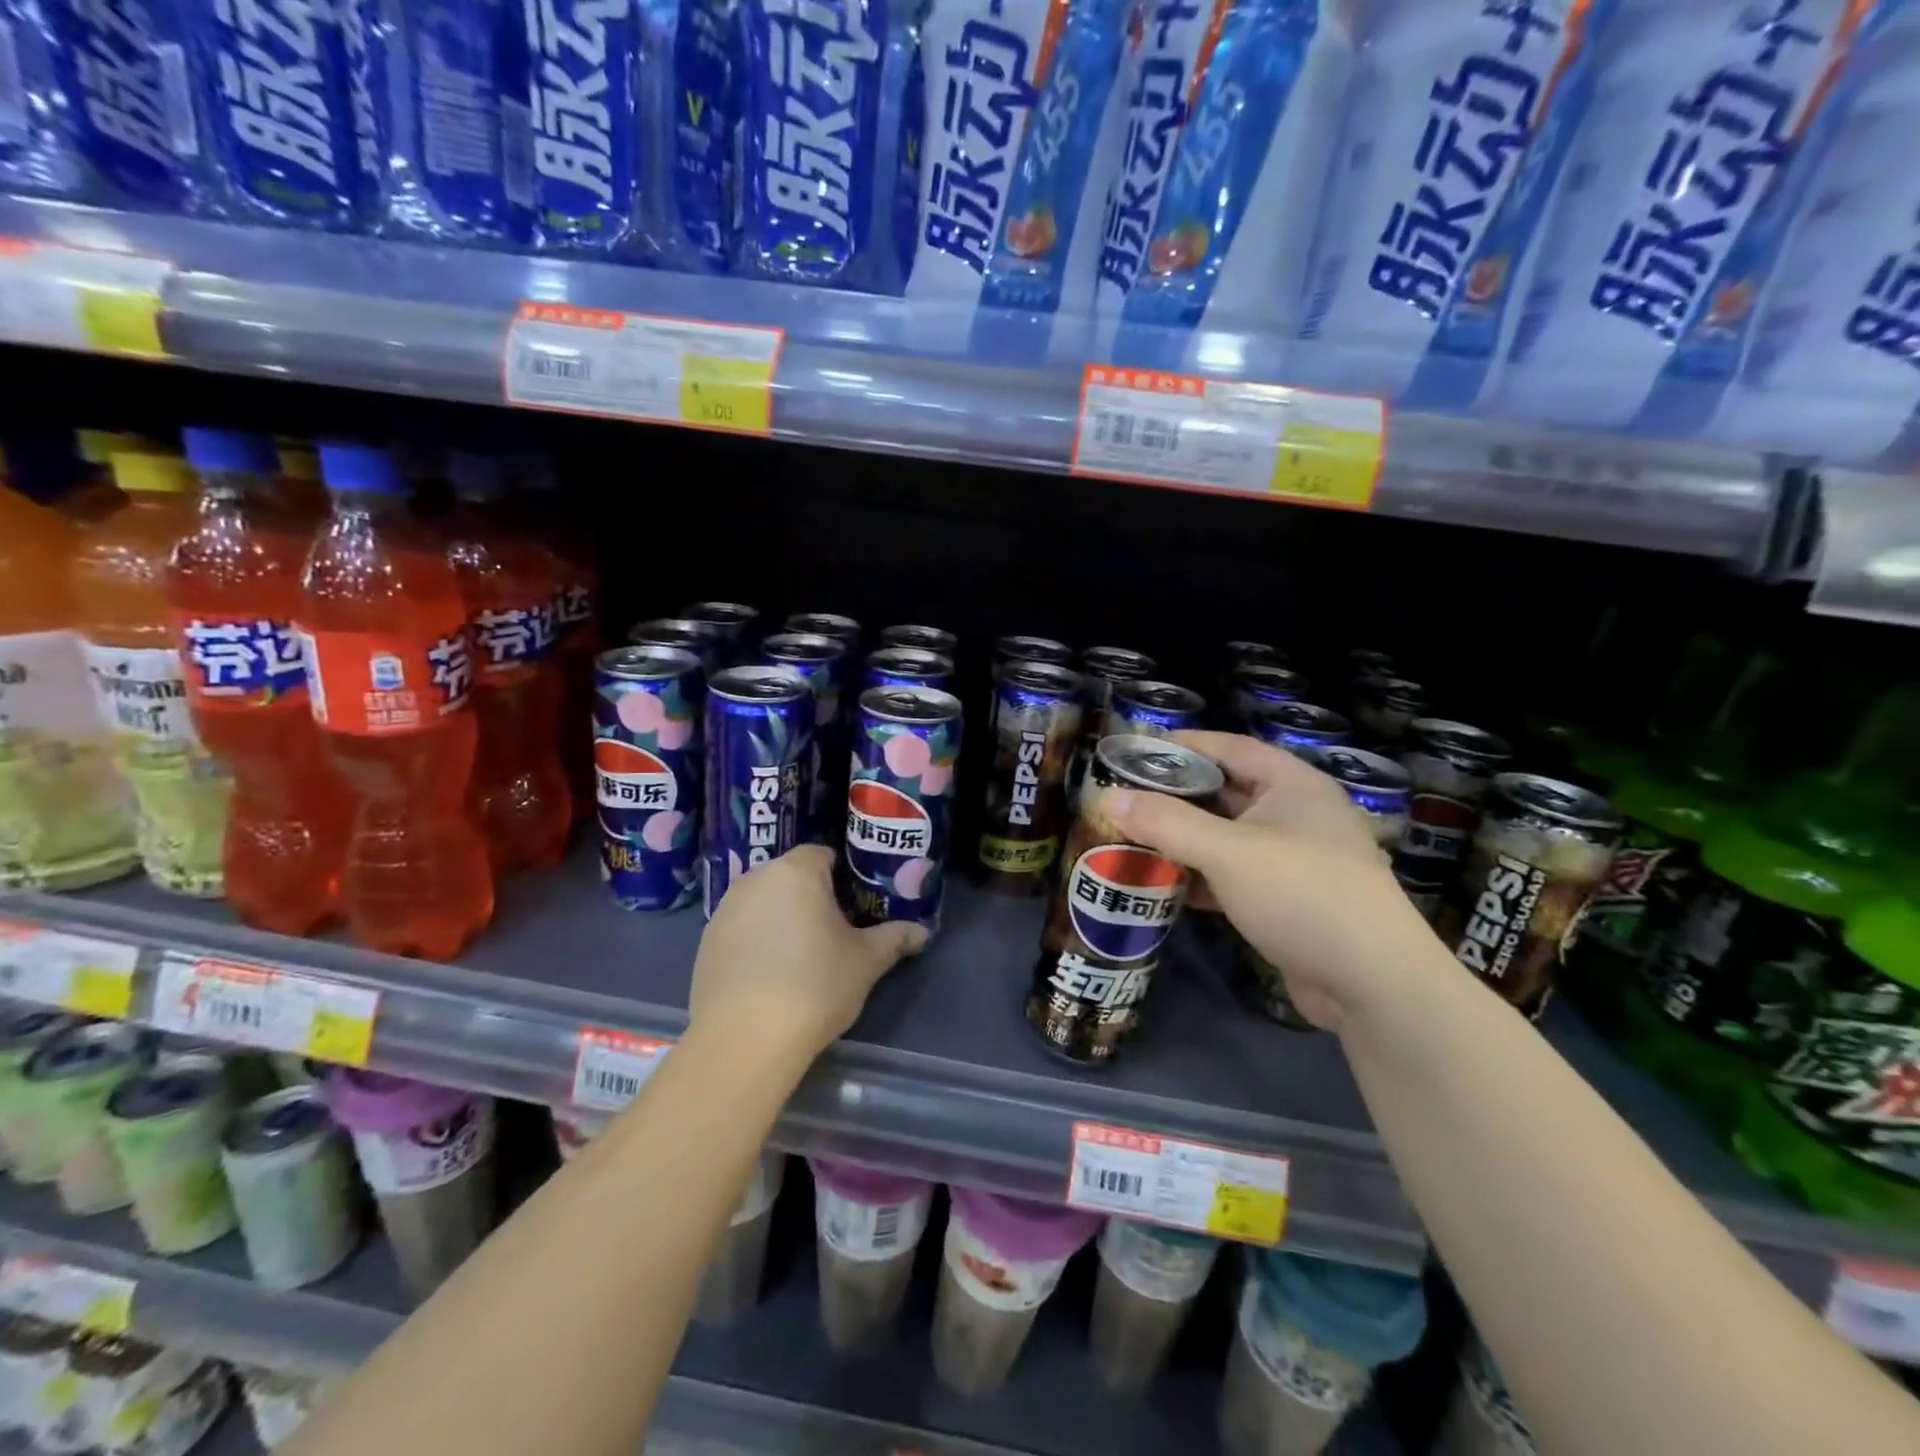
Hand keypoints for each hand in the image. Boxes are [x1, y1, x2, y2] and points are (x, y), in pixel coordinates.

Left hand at [688, 846, 925, 1065]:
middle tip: (832, 931)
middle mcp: (756, 879)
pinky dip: (755, 939)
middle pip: (791, 875)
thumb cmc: (815, 986)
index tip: (854, 906)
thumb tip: (922, 931)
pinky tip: (768, 974)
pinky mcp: (705, 941)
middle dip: (811, 895)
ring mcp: (725, 909)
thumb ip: (895, 938)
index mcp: (797, 871)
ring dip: (781, 916)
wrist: (745, 1039)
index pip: (823, 855)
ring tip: (799, 954)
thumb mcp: (866, 962)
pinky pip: (741, 927)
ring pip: (763, 900)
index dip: (843, 877)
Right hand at [1108, 732, 1439, 1032]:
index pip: (1230, 747)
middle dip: (1176, 796)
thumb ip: (1166, 822)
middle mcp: (1296, 814)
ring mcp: (1294, 860)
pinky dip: (1200, 876)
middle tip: (1125, 798)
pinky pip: (1233, 875)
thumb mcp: (1228, 851)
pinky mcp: (1287, 900)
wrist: (1372, 984)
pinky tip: (1164, 883)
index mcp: (1293, 784)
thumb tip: (1108, 797)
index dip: (1184, 745)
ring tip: (1133, 837)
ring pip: (1226, 837)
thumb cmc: (1302, 894)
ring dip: (1184, 838)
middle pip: (1225, 792)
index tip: (1137, 749)